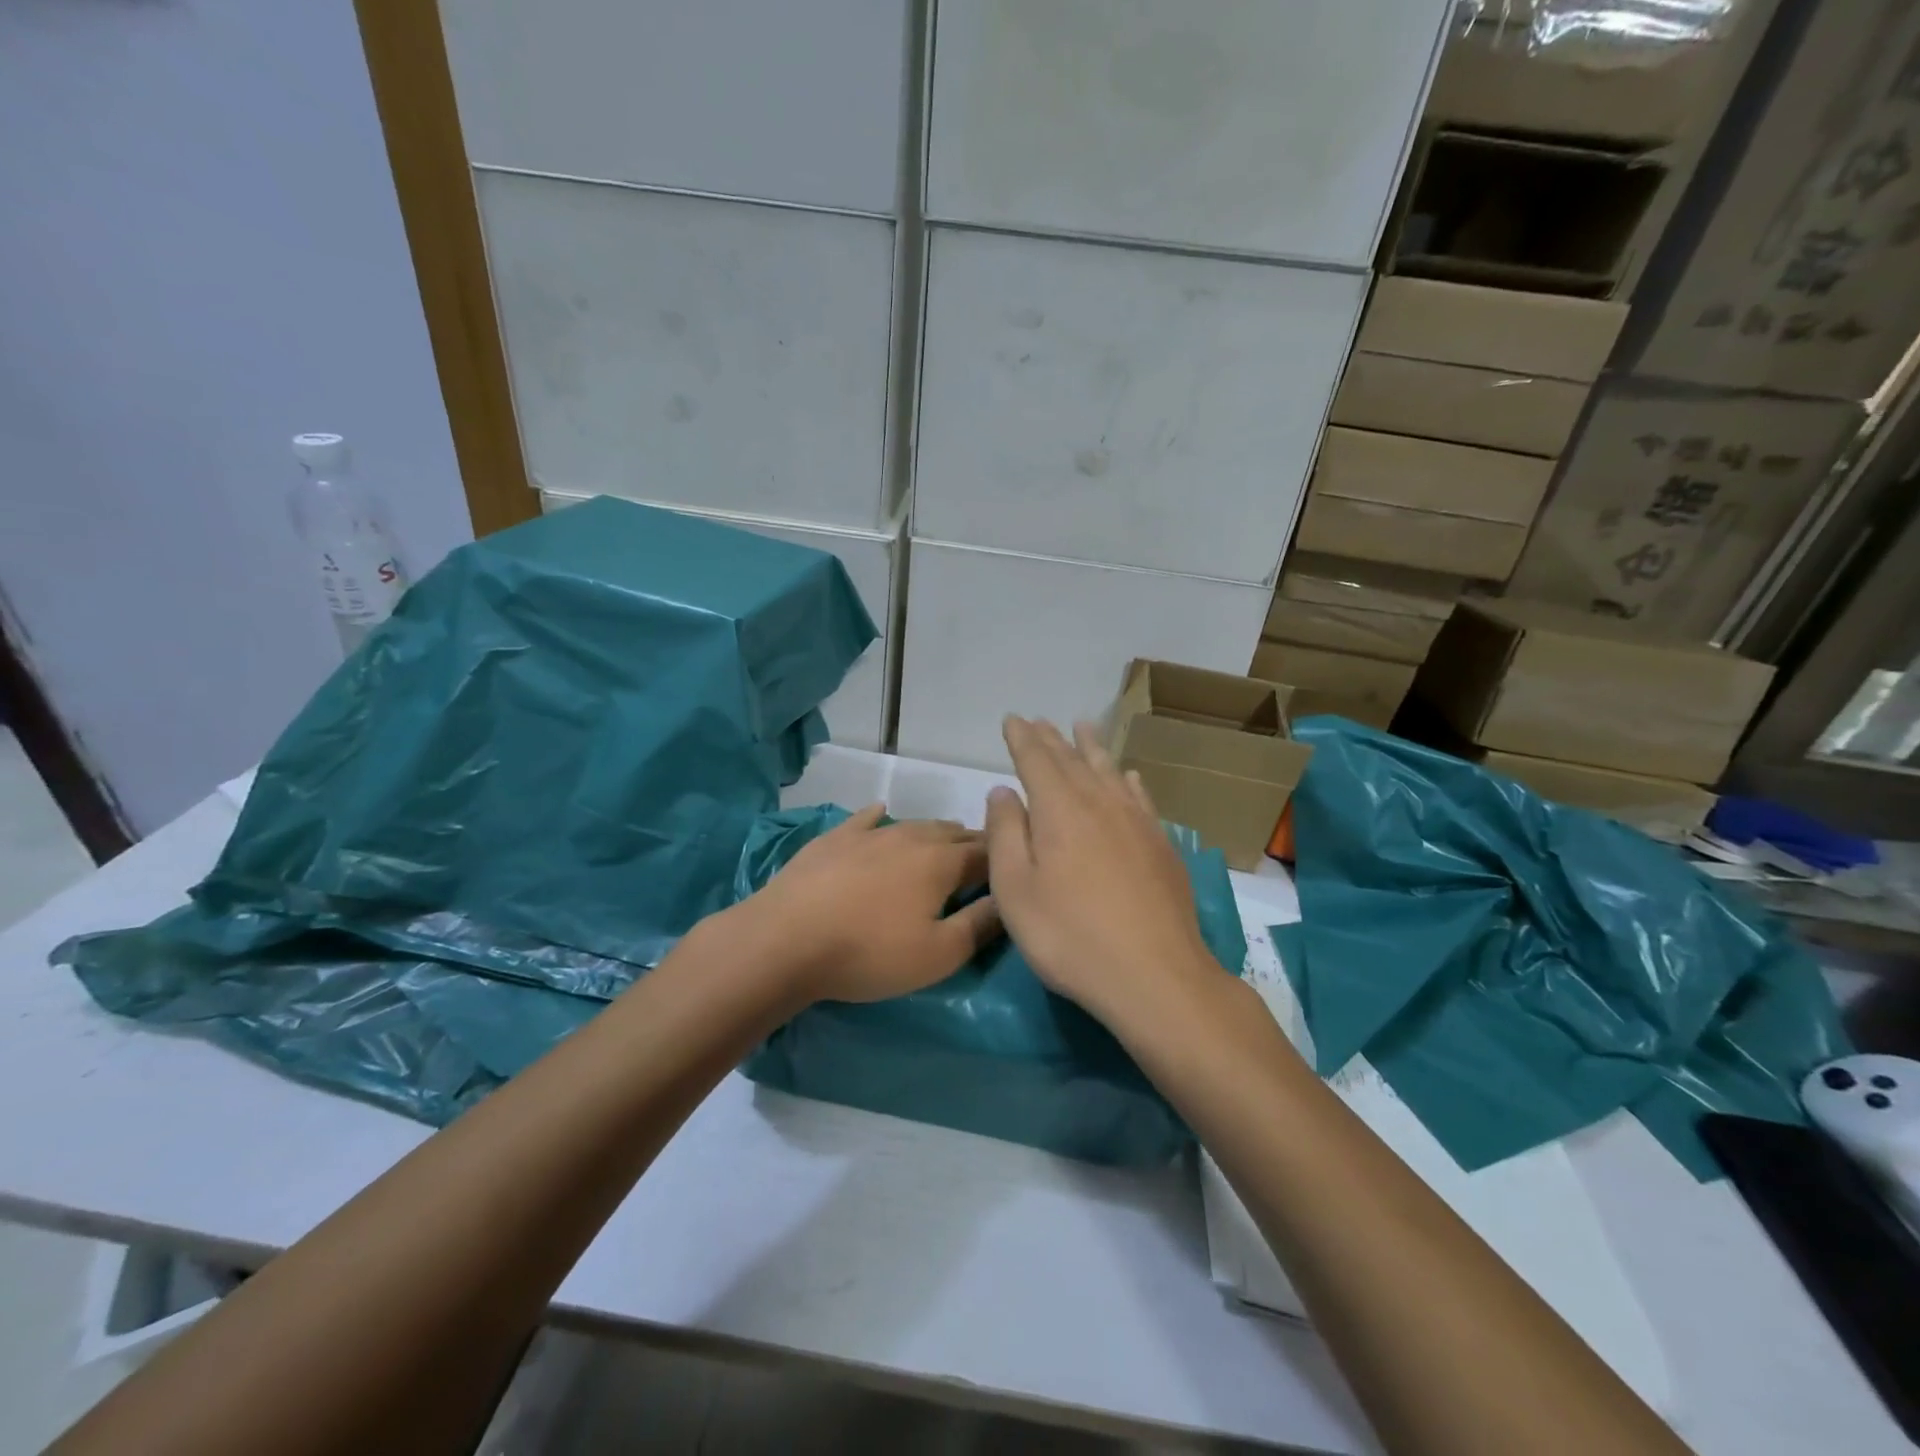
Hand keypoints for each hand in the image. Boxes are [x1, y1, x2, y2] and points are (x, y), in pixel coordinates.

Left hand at [732, 806, 1002, 1004]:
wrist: (786, 939)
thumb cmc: (869, 952)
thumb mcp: (938, 954)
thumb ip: (980, 925)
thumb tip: (1009, 900)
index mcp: (942, 862)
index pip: (986, 854)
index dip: (1002, 861)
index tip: (1013, 869)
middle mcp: (911, 837)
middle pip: (953, 834)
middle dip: (973, 844)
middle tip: (983, 860)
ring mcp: (869, 833)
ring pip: (915, 824)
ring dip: (936, 832)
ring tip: (946, 840)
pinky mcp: (834, 839)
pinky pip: (865, 819)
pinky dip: (880, 816)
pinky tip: (882, 811)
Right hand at [985, 717, 1220, 1029]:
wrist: (1154, 975)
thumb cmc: (1070, 936)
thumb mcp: (1016, 890)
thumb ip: (1006, 834)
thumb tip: (1003, 791)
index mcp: (1060, 810)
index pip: (1036, 760)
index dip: (1022, 738)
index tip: (1013, 719)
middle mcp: (1100, 803)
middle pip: (1072, 760)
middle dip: (1052, 739)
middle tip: (1039, 721)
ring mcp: (1136, 822)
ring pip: (1109, 771)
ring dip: (1091, 748)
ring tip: (1082, 727)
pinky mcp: (1162, 845)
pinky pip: (1141, 797)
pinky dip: (1129, 780)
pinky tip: (1129, 776)